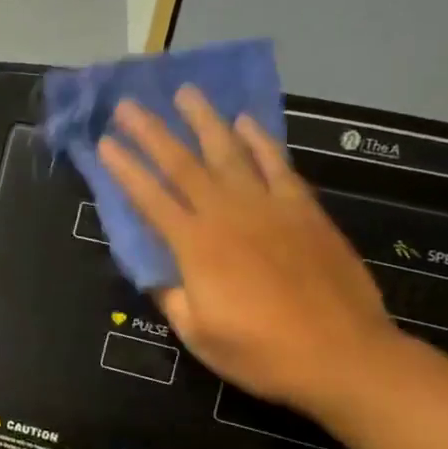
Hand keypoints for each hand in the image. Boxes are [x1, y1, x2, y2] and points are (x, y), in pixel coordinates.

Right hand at [99, 87, 400, 417]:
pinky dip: (259, 141)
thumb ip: (172, 296)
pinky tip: (245, 122)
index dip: (124, 169)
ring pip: (229, 152)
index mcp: (196, 246)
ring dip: (204, 120)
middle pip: (182, 164)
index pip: (149, 198)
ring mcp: (269, 207)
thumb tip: (154, 271)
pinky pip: (277, 164)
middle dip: (152, 132)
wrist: (343, 356)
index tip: (104, 142)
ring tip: (186, 93)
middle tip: (129, 104)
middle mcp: (227, 214)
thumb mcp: (198, 335)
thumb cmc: (261, 353)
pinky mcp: (304, 210)